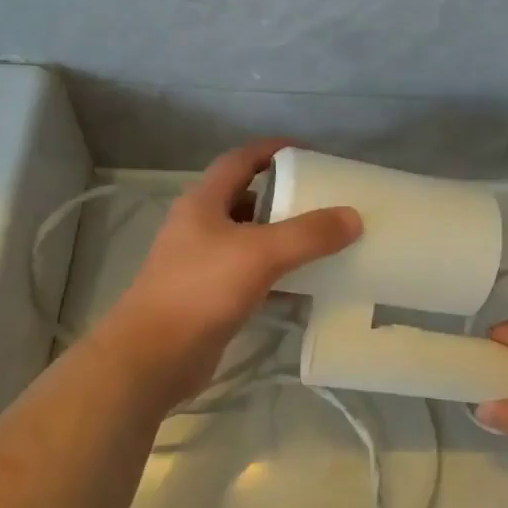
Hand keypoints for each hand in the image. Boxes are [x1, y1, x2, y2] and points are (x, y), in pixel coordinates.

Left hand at [100, 140, 360, 410]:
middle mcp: (199, 225)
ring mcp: (201, 262)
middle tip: (323, 200)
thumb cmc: (201, 290)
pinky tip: (303, 283)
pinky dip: (276, 273)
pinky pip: (249, 273)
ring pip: (248, 238)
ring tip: (321, 239)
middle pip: (246, 197)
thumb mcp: (260, 254)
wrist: (153, 357)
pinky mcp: (209, 296)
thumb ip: (309, 234)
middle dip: (283, 195)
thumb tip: (354, 217)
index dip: (272, 149)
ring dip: (281, 236)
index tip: (309, 153)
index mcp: (203, 202)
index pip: (240, 160)